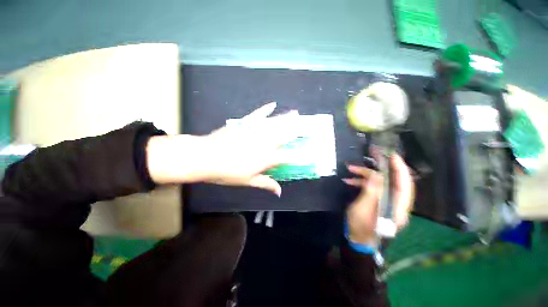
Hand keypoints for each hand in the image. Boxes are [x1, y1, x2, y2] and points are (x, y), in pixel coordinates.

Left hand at [146, 102, 298, 195]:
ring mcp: (255, 130)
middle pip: (284, 135)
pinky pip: (258, 114)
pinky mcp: (245, 123)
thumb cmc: (228, 172)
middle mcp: (265, 142)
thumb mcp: (248, 181)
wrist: (206, 157)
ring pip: (275, 123)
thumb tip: (279, 192)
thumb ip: (266, 184)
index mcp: (267, 157)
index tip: (310, 153)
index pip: (288, 157)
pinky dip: (266, 109)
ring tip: (296, 113)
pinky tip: (273, 104)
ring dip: (286, 118)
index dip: (300, 156)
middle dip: (297, 130)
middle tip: (307, 125)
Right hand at [343, 154, 414, 245]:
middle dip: (381, 167)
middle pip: (393, 181)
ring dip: (365, 174)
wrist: (357, 239)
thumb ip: (371, 191)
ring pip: (380, 183)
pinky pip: (372, 188)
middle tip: (371, 155)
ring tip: (350, 168)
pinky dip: (361, 182)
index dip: (400, 169)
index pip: (404, 185)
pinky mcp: (378, 201)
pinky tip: (349, 180)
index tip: (393, 155)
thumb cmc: (360, 227)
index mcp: (397, 208)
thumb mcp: (363, 208)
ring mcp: (387, 202)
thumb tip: (376, 174)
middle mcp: (396, 204)